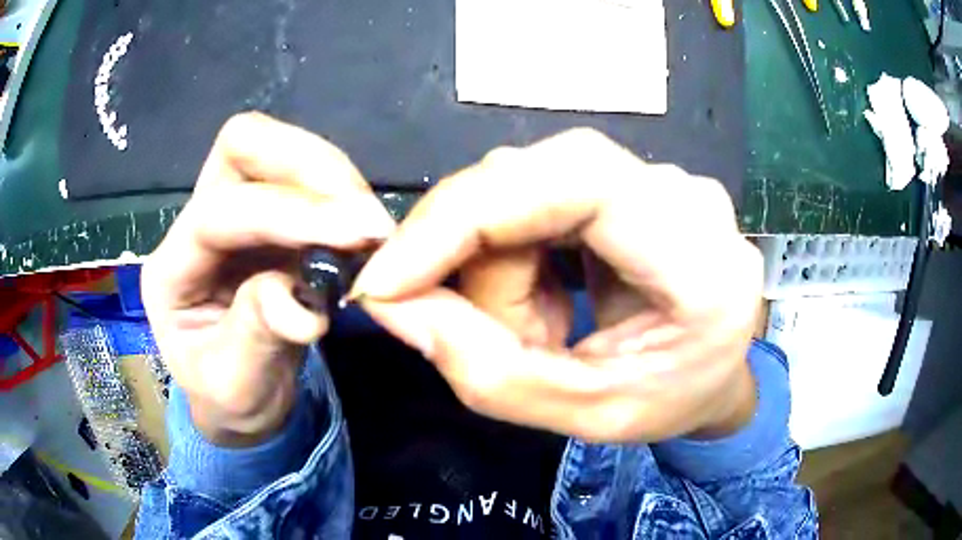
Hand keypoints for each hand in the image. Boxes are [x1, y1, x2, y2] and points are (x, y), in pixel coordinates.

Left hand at [142, 113, 394, 446]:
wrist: (239, 398)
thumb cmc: (228, 397)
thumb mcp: (236, 387)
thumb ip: (257, 338)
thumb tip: (303, 304)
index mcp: (172, 269)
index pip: (219, 213)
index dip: (284, 213)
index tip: (357, 230)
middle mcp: (196, 224)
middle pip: (240, 145)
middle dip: (303, 163)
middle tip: (361, 210)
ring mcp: (234, 213)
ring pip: (274, 150)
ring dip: (328, 174)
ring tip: (368, 222)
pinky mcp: (271, 220)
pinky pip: (305, 180)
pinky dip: (338, 193)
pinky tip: (361, 226)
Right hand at [352, 129, 762, 442]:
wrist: (715, 375)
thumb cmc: (667, 402)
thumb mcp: (583, 414)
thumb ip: (487, 373)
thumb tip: (391, 305)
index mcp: (703, 265)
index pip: (577, 183)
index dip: (467, 214)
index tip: (388, 277)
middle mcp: (688, 200)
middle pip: (536, 179)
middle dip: (474, 255)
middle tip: (462, 325)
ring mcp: (663, 180)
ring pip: (526, 184)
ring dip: (499, 263)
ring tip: (534, 327)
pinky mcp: (635, 181)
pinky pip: (540, 192)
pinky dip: (515, 247)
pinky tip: (545, 295)